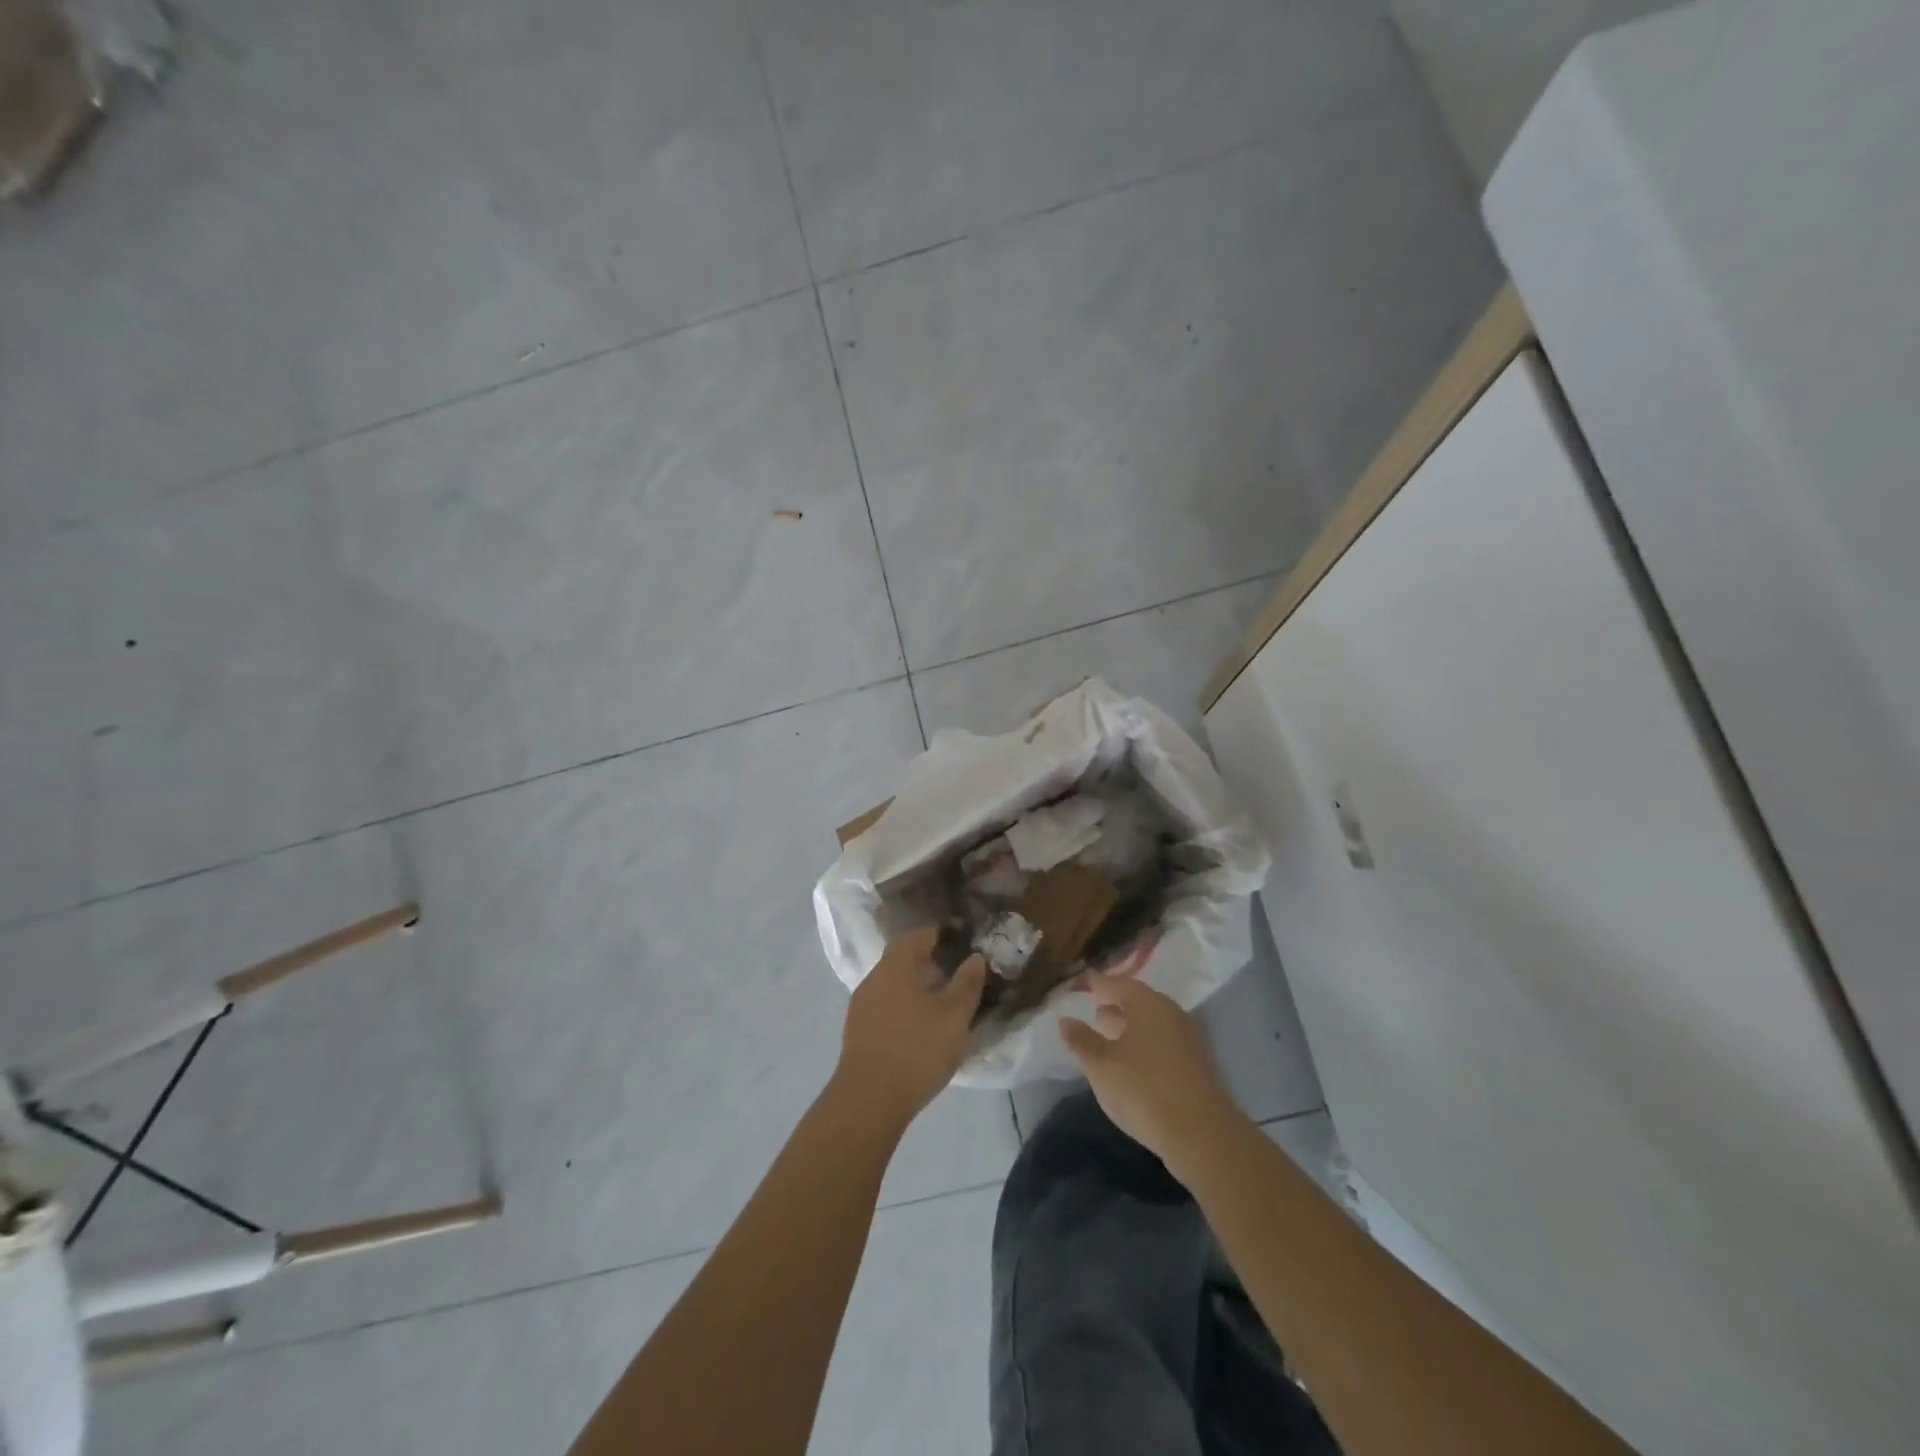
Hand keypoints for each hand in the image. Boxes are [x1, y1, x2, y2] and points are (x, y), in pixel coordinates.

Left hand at [837, 927, 986, 1128]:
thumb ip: (967, 983)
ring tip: (943, 1005)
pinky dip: (905, 1008)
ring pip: (894, 985)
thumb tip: (975, 957)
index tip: (963, 944)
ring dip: (917, 988)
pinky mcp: (858, 1031)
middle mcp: (874, 977)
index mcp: (896, 965)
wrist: (869, 1099)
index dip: (942, 936)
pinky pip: (886, 1007)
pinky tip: (920, 1028)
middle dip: (930, 964)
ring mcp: (862, 1004)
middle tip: (957, 976)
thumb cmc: (917, 1048)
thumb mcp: (954, 1016)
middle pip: (904, 959)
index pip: (919, 935)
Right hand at [1060, 975, 1244, 1181]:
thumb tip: (1065, 1020)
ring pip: (1153, 1025)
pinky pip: (1164, 1044)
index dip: (1098, 984)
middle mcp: (1172, 1014)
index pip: (1118, 984)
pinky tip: (1133, 1065)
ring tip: (1109, 1037)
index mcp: (1148, 1004)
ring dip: (1130, 1028)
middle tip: (1094, 1011)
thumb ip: (1082, 1040)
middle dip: (1116, 1006)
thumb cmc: (1143, 1090)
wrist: (1203, 1136)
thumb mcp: (1101, 1066)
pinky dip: (1145, 1046)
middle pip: (1140, 1003)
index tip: (1082, 984)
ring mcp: (1189, 1041)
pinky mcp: (1198, 1067)